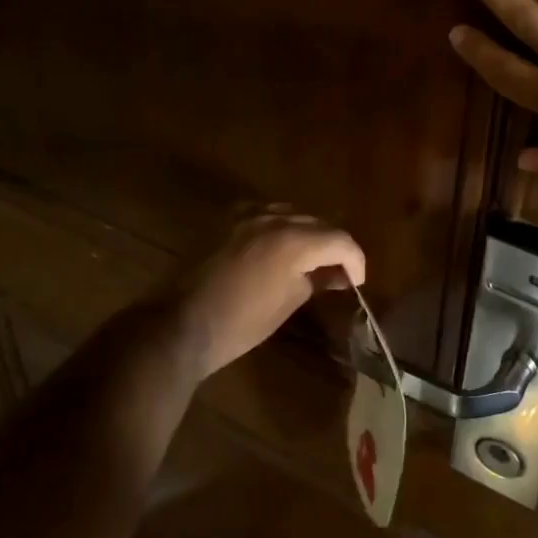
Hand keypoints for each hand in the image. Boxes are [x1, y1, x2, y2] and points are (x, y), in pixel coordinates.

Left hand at [165, 213, 365, 378]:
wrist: (180, 324)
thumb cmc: (240, 324)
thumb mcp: (287, 303)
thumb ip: (316, 281)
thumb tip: (336, 275)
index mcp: (293, 241)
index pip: (341, 241)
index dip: (356, 260)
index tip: (357, 282)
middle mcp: (273, 218)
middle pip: (318, 223)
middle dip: (333, 246)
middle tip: (338, 273)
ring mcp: (246, 215)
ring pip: (292, 214)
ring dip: (307, 233)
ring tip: (309, 259)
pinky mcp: (226, 220)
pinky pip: (264, 214)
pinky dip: (278, 227)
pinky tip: (277, 247)